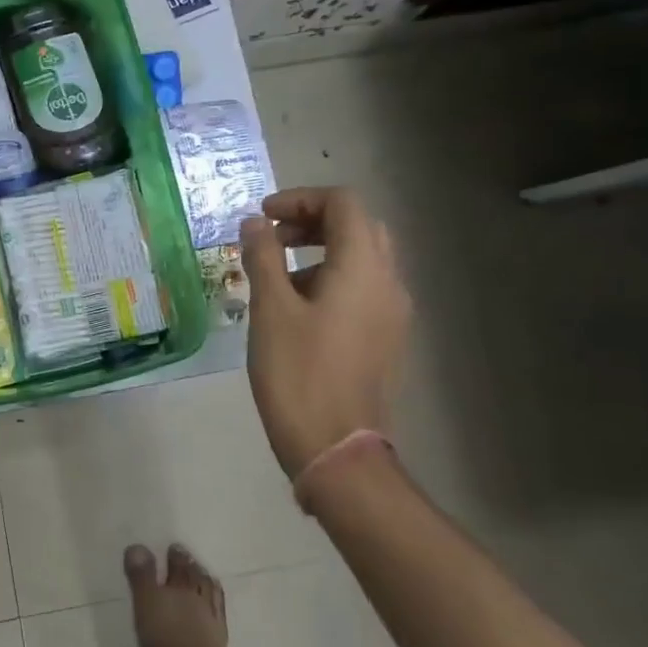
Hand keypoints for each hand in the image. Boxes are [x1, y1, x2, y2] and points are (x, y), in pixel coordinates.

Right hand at [240, 188, 410, 478]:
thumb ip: (262, 257)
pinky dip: (332, 277)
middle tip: (272, 237)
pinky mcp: (386, 337)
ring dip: (321, 250)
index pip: (343, 203)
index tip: (263, 217)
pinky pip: (363, 288)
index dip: (300, 198)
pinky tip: (297, 308)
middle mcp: (388, 282)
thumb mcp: (270, 309)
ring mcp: (393, 313)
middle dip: (313, 221)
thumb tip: (255, 223)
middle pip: (358, 226)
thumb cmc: (298, 373)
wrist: (337, 448)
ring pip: (363, 257)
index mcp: (363, 268)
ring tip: (277, 275)